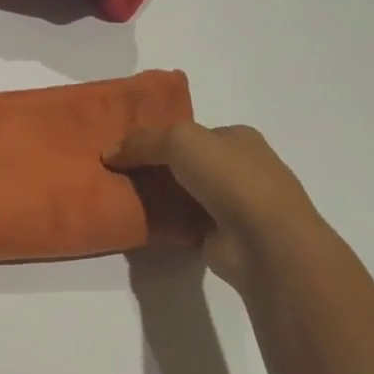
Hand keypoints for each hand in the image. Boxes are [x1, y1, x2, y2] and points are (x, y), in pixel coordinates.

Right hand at [106, 123, 320, 288]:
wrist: (264, 240)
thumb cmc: (230, 178)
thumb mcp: (180, 142)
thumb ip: (143, 142)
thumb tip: (109, 152)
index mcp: (237, 138)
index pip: (191, 133)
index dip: (158, 138)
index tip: (125, 149)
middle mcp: (239, 168)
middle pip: (186, 164)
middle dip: (155, 168)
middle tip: (117, 175)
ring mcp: (233, 204)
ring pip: (185, 194)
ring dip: (158, 198)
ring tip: (120, 200)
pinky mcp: (223, 236)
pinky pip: (185, 223)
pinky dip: (165, 224)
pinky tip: (141, 225)